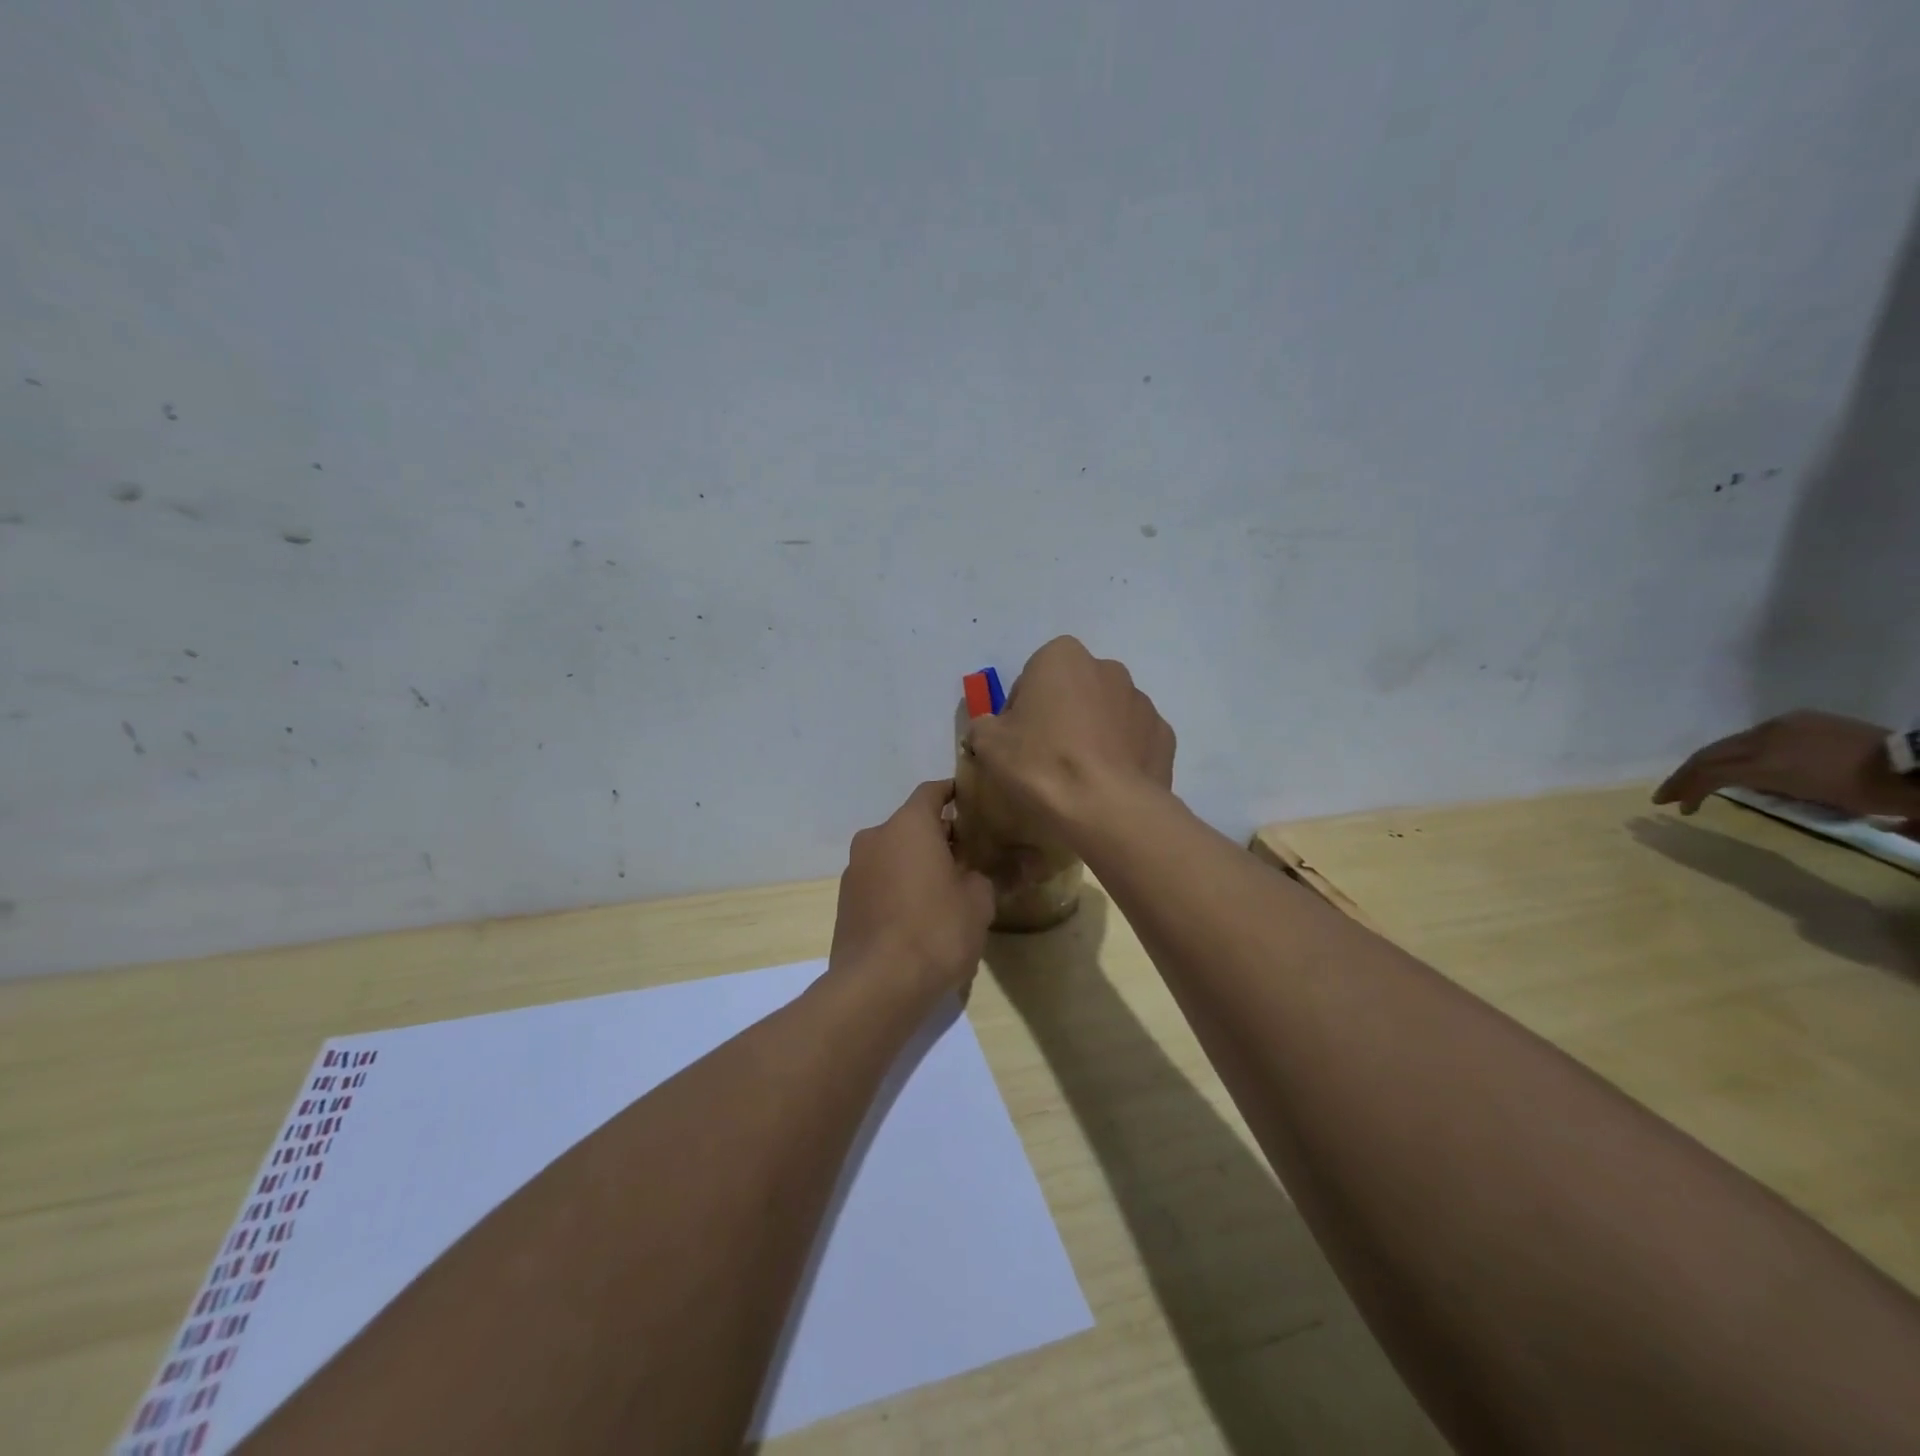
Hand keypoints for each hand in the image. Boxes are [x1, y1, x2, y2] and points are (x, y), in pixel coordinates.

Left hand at [829, 780, 993, 999]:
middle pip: (911, 824)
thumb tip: (981, 873)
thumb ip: (985, 876)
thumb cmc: (936, 931)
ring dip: (916, 863)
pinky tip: (918, 915)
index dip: (954, 793)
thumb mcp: (978, 902)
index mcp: (908, 825)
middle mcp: (875, 837)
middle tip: (968, 856)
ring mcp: (854, 870)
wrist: (877, 986)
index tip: (973, 803)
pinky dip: (898, 886)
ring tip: (944, 889)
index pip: (932, 792)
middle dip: (939, 836)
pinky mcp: (845, 902)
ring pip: (892, 854)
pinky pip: (879, 881)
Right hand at [965, 636, 1175, 835]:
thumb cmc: (1041, 764)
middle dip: (1061, 715)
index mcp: (1062, 657)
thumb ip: (984, 726)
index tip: (1016, 740)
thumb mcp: (988, 744)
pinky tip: (1106, 784)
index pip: (1032, 676)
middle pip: (1073, 690)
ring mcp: (1142, 702)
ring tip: (1079, 776)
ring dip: (1093, 733)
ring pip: (1106, 713)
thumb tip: (991, 729)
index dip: (1020, 709)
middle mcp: (1108, 668)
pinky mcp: (1164, 736)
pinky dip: (1121, 755)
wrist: (1105, 808)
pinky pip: (1133, 740)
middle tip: (1045, 757)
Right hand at [1654, 709, 1915, 817]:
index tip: (1676, 806)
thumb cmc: (1866, 791)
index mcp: (1765, 758)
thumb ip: (1761, 784)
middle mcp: (1764, 735)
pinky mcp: (1798, 719)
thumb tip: (1733, 783)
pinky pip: (1755, 736)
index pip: (1709, 770)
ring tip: (1702, 780)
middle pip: (1710, 754)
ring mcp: (1782, 724)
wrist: (1919, 766)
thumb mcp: (1809, 796)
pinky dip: (1737, 752)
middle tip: (1670, 794)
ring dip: (1709, 763)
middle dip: (1685, 775)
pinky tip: (1740, 763)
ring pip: (1730, 744)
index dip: (1685, 787)